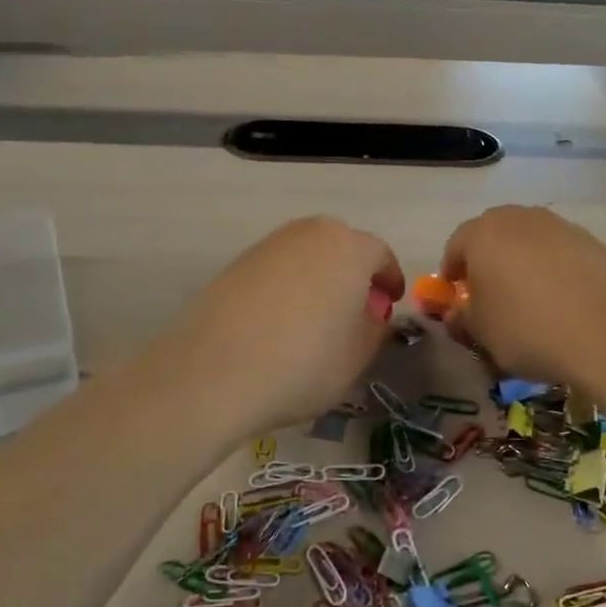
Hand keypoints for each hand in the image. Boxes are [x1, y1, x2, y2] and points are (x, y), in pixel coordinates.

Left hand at [164, 217, 403, 440]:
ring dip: (319, 277)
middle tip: (355, 307)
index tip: (390, 302)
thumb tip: (370, 315)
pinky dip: (287, 286)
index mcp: (349, 249)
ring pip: (306, 255)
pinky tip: (280, 321)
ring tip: (316, 315)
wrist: (215, 372)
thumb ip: (374, 328)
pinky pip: (276, 269)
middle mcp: (309, 234)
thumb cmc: (304, 363)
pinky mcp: (236, 264)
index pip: (380, 255)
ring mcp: (269, 245)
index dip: (389, 279)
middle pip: (341, 246)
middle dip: (353, 272)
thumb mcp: (357, 355)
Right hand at [438, 206, 605, 389]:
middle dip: (487, 263)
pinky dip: (554, 271)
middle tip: (491, 297)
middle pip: (493, 236)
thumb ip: (462, 318)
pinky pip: (560, 253)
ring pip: (529, 242)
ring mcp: (560, 226)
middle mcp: (520, 218)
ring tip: (530, 301)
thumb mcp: (481, 333)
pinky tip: (562, 302)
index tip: (456, 298)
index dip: (452, 273)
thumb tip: (458, 313)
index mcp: (483, 233)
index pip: (455, 246)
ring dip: (522, 264)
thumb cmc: (527, 328)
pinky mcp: (592, 241)